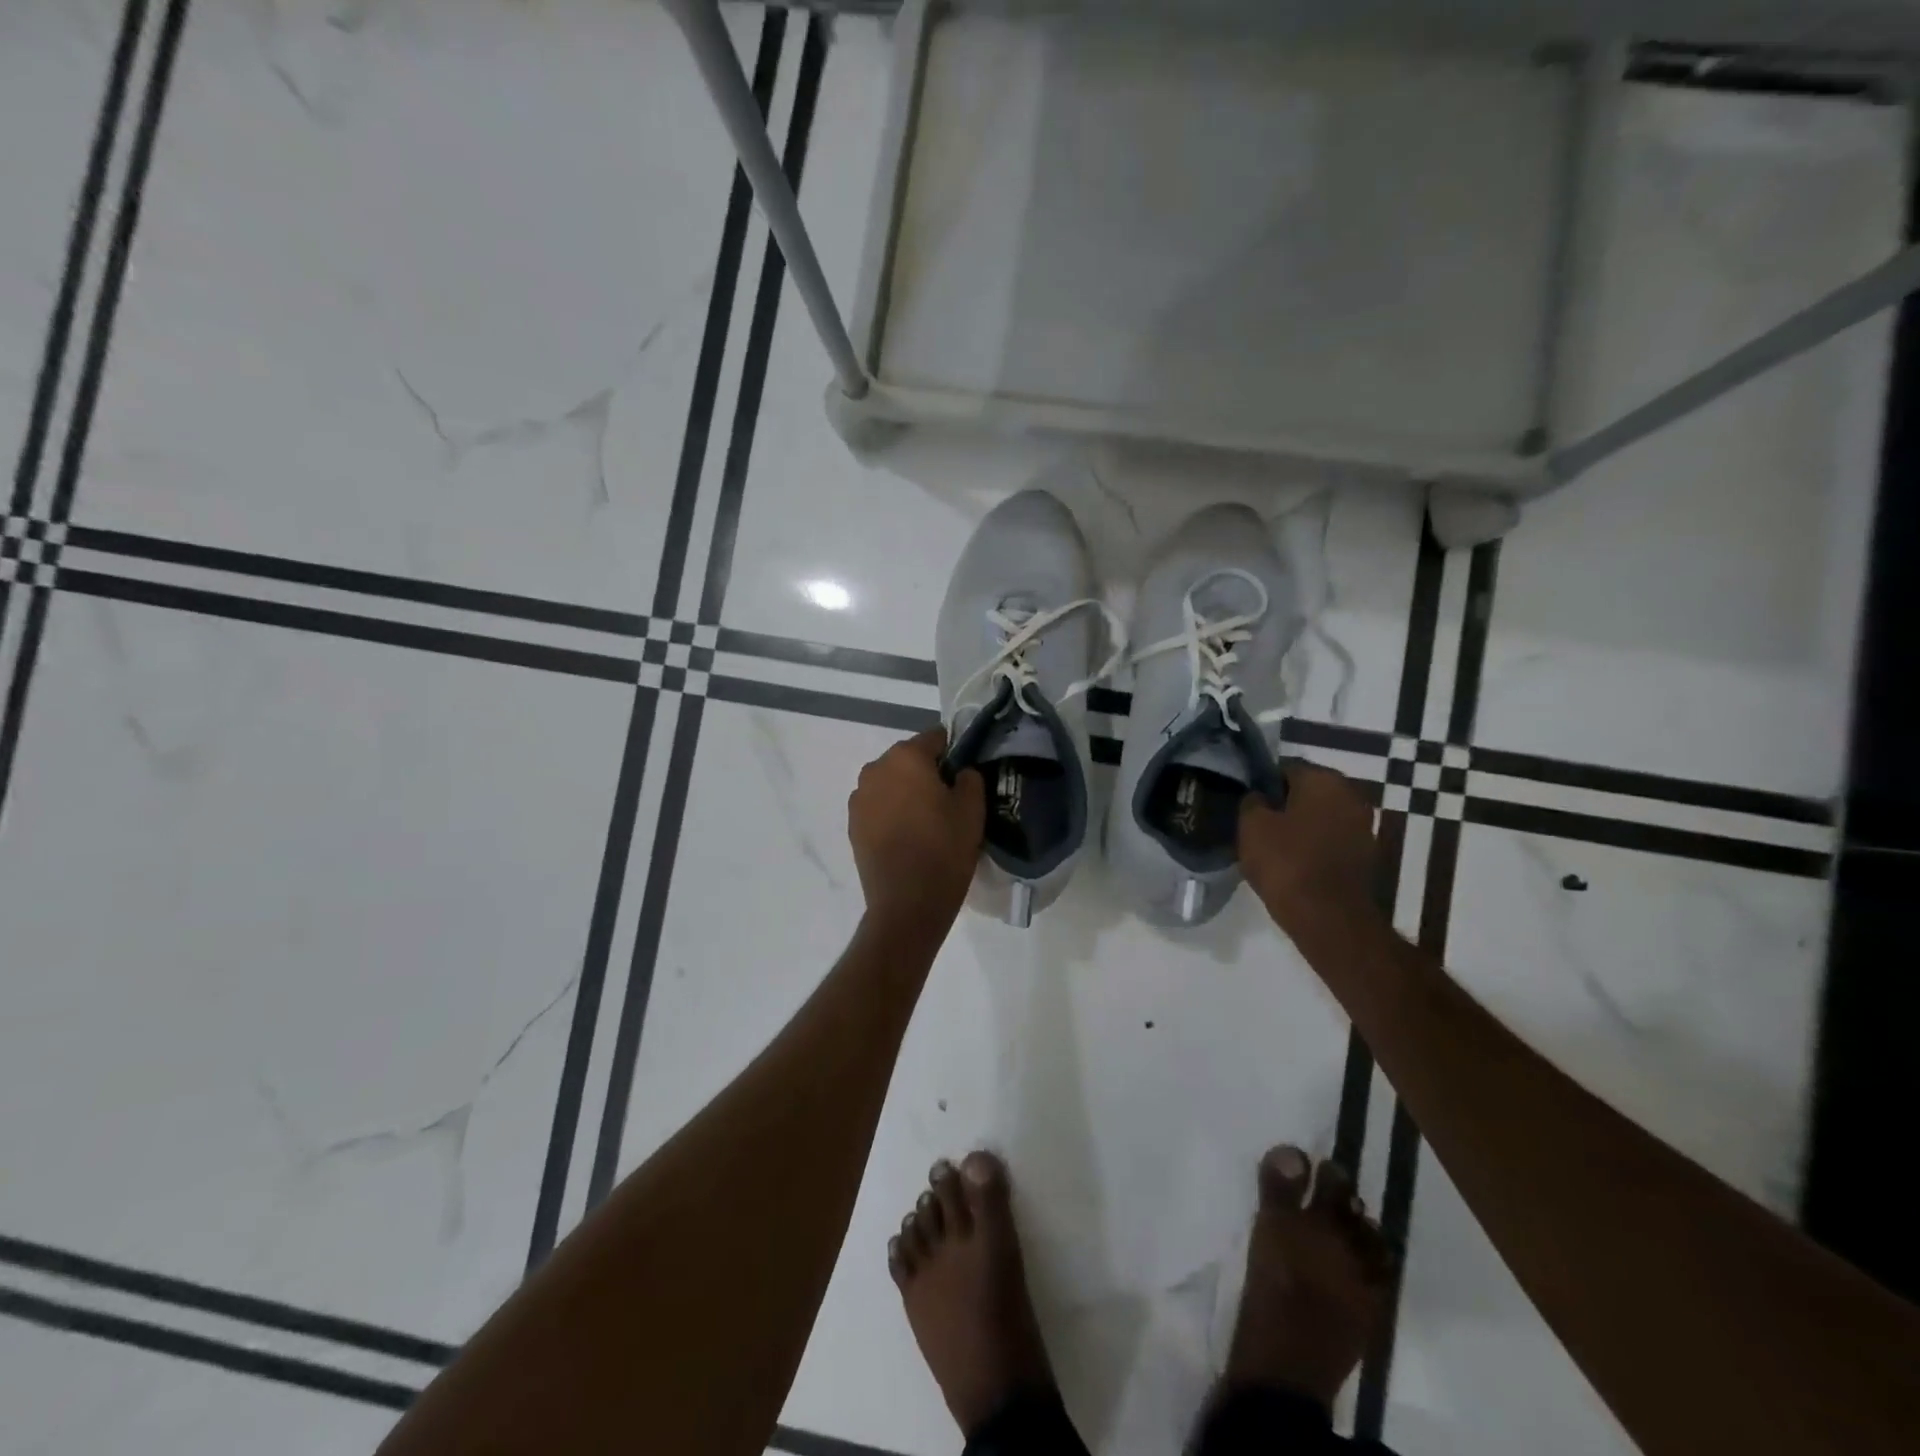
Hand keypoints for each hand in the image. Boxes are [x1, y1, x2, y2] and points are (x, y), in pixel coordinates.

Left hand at [848, 728, 984, 930]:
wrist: (907, 903)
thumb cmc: (944, 850)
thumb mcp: (972, 809)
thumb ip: (969, 777)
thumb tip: (960, 771)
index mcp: (906, 757)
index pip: (935, 738)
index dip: (954, 752)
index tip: (965, 774)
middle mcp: (876, 768)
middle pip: (909, 759)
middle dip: (927, 772)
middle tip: (948, 800)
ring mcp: (859, 797)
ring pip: (891, 782)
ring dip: (907, 792)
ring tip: (926, 820)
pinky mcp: (852, 823)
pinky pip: (878, 805)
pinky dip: (892, 811)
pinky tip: (907, 835)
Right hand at [1240, 763, 1382, 937]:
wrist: (1329, 917)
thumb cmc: (1286, 862)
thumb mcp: (1251, 826)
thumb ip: (1252, 801)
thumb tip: (1259, 796)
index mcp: (1324, 779)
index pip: (1285, 768)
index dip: (1262, 784)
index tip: (1247, 803)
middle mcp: (1351, 794)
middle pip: (1307, 791)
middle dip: (1284, 804)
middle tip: (1257, 824)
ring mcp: (1364, 825)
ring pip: (1320, 816)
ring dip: (1300, 825)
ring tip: (1273, 845)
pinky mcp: (1367, 853)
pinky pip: (1331, 839)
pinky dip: (1314, 845)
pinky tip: (1294, 861)